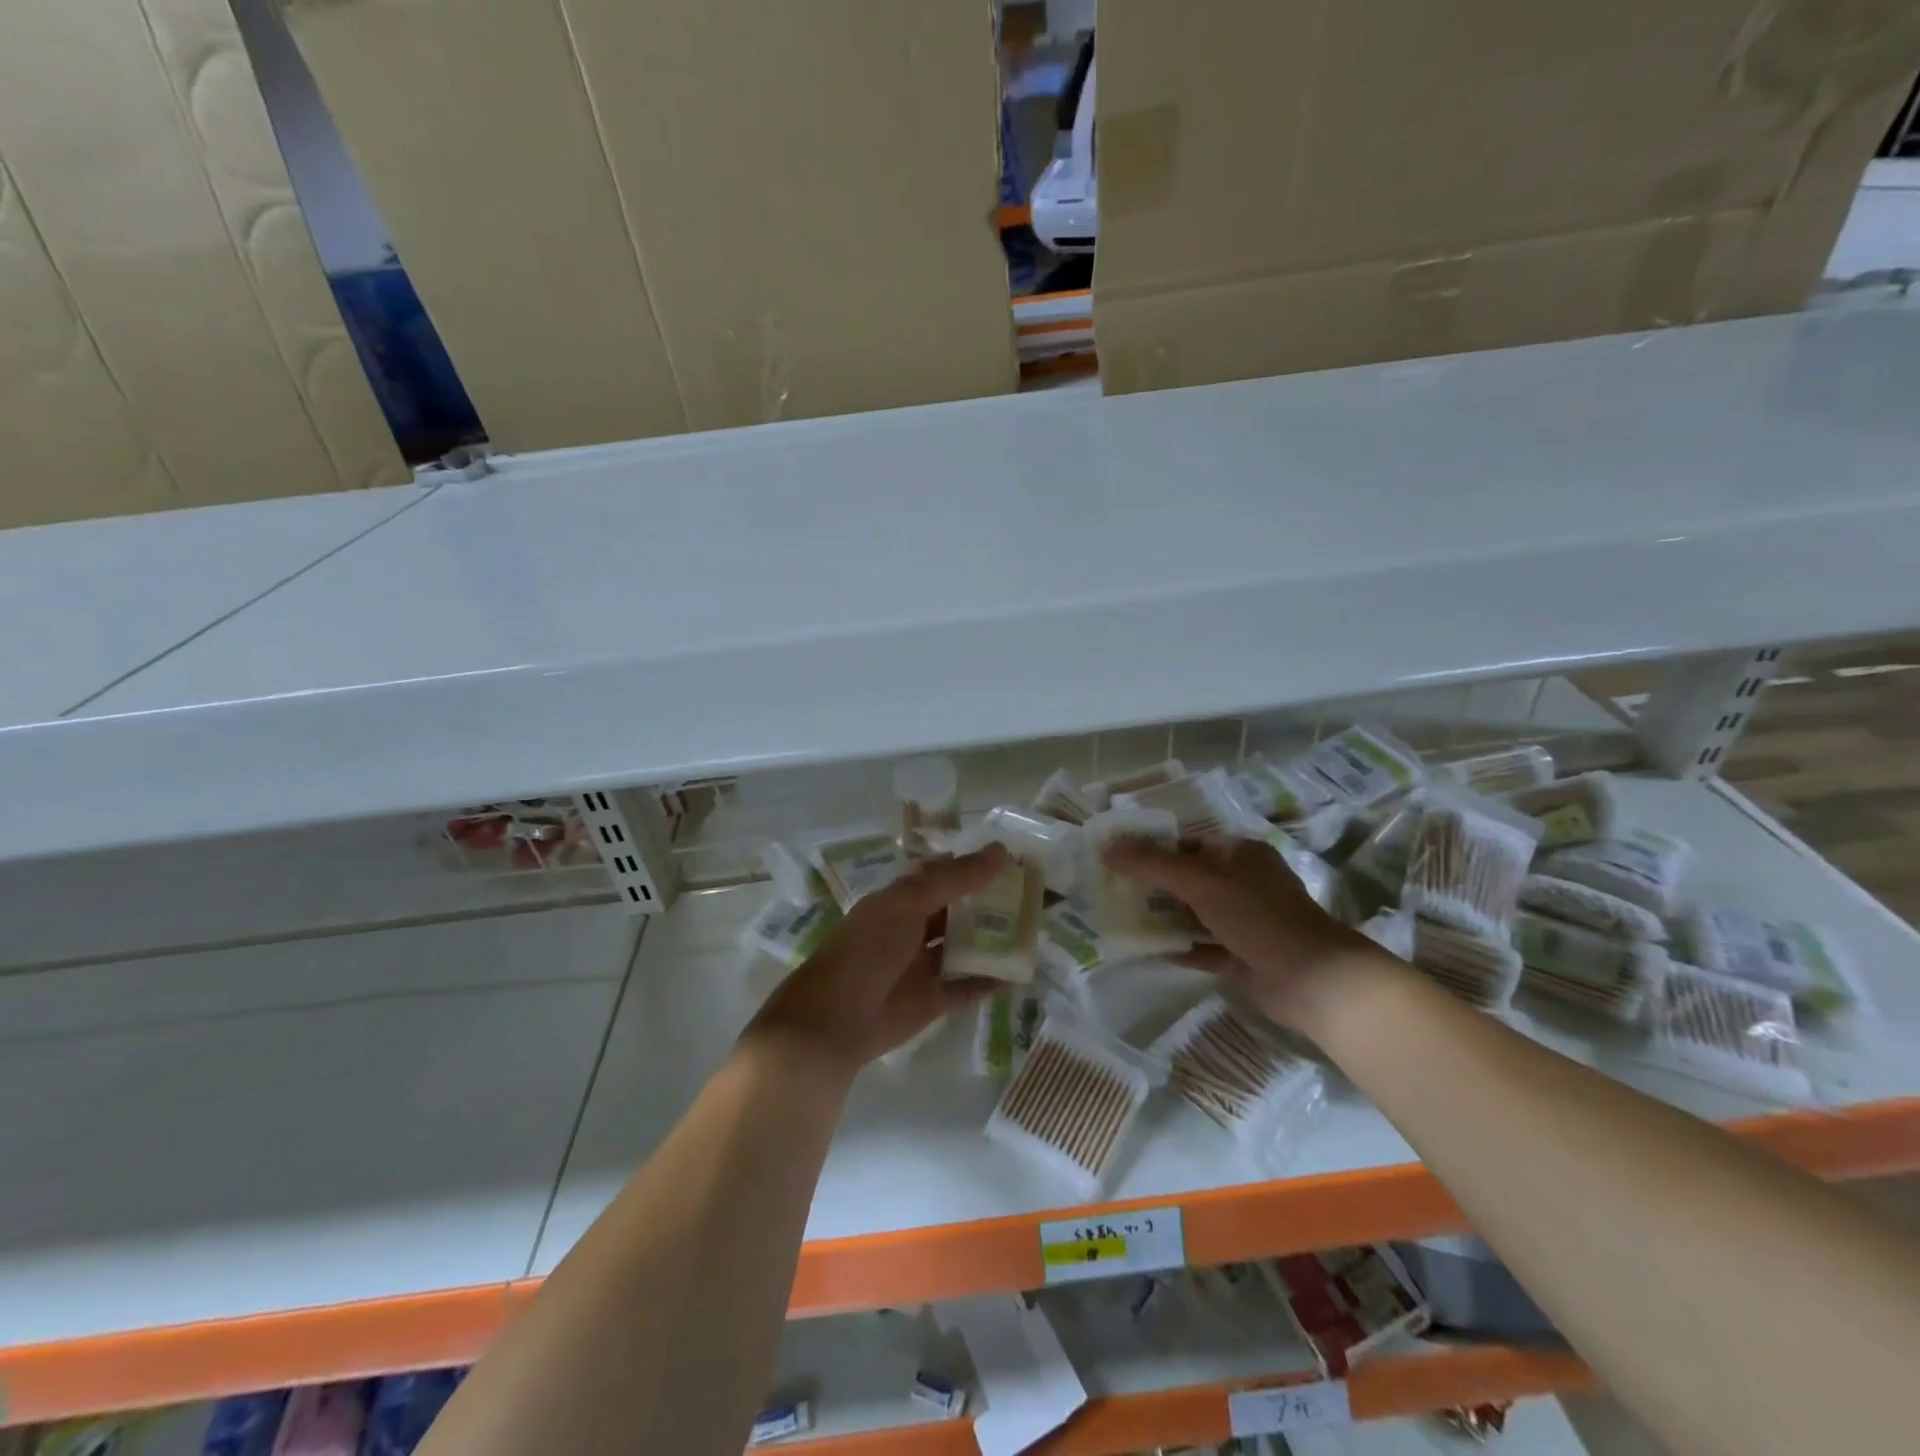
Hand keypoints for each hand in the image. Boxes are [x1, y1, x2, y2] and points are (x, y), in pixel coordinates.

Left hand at [743, 844, 1008, 1078]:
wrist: (833, 1022)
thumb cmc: (867, 950)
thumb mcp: (908, 904)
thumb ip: (954, 879)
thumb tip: (1000, 851)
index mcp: (900, 899)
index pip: (942, 873)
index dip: (973, 864)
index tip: (1014, 857)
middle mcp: (912, 928)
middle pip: (957, 909)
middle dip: (989, 900)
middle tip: (1034, 890)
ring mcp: (922, 965)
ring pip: (964, 946)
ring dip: (993, 938)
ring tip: (1035, 926)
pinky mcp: (931, 1000)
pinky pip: (966, 986)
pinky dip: (990, 980)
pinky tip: (1020, 971)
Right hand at [1101, 834, 1377, 1034]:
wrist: (1312, 979)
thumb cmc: (1257, 915)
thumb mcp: (1200, 881)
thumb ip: (1152, 864)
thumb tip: (1106, 847)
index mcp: (1239, 853)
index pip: (1187, 842)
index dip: (1152, 846)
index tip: (1115, 855)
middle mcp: (1242, 882)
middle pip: (1187, 878)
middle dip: (1151, 884)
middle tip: (1109, 888)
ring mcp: (1243, 921)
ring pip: (1193, 913)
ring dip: (1161, 916)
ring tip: (1118, 917)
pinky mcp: (1241, 956)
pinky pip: (1201, 947)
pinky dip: (1178, 948)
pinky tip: (1146, 950)